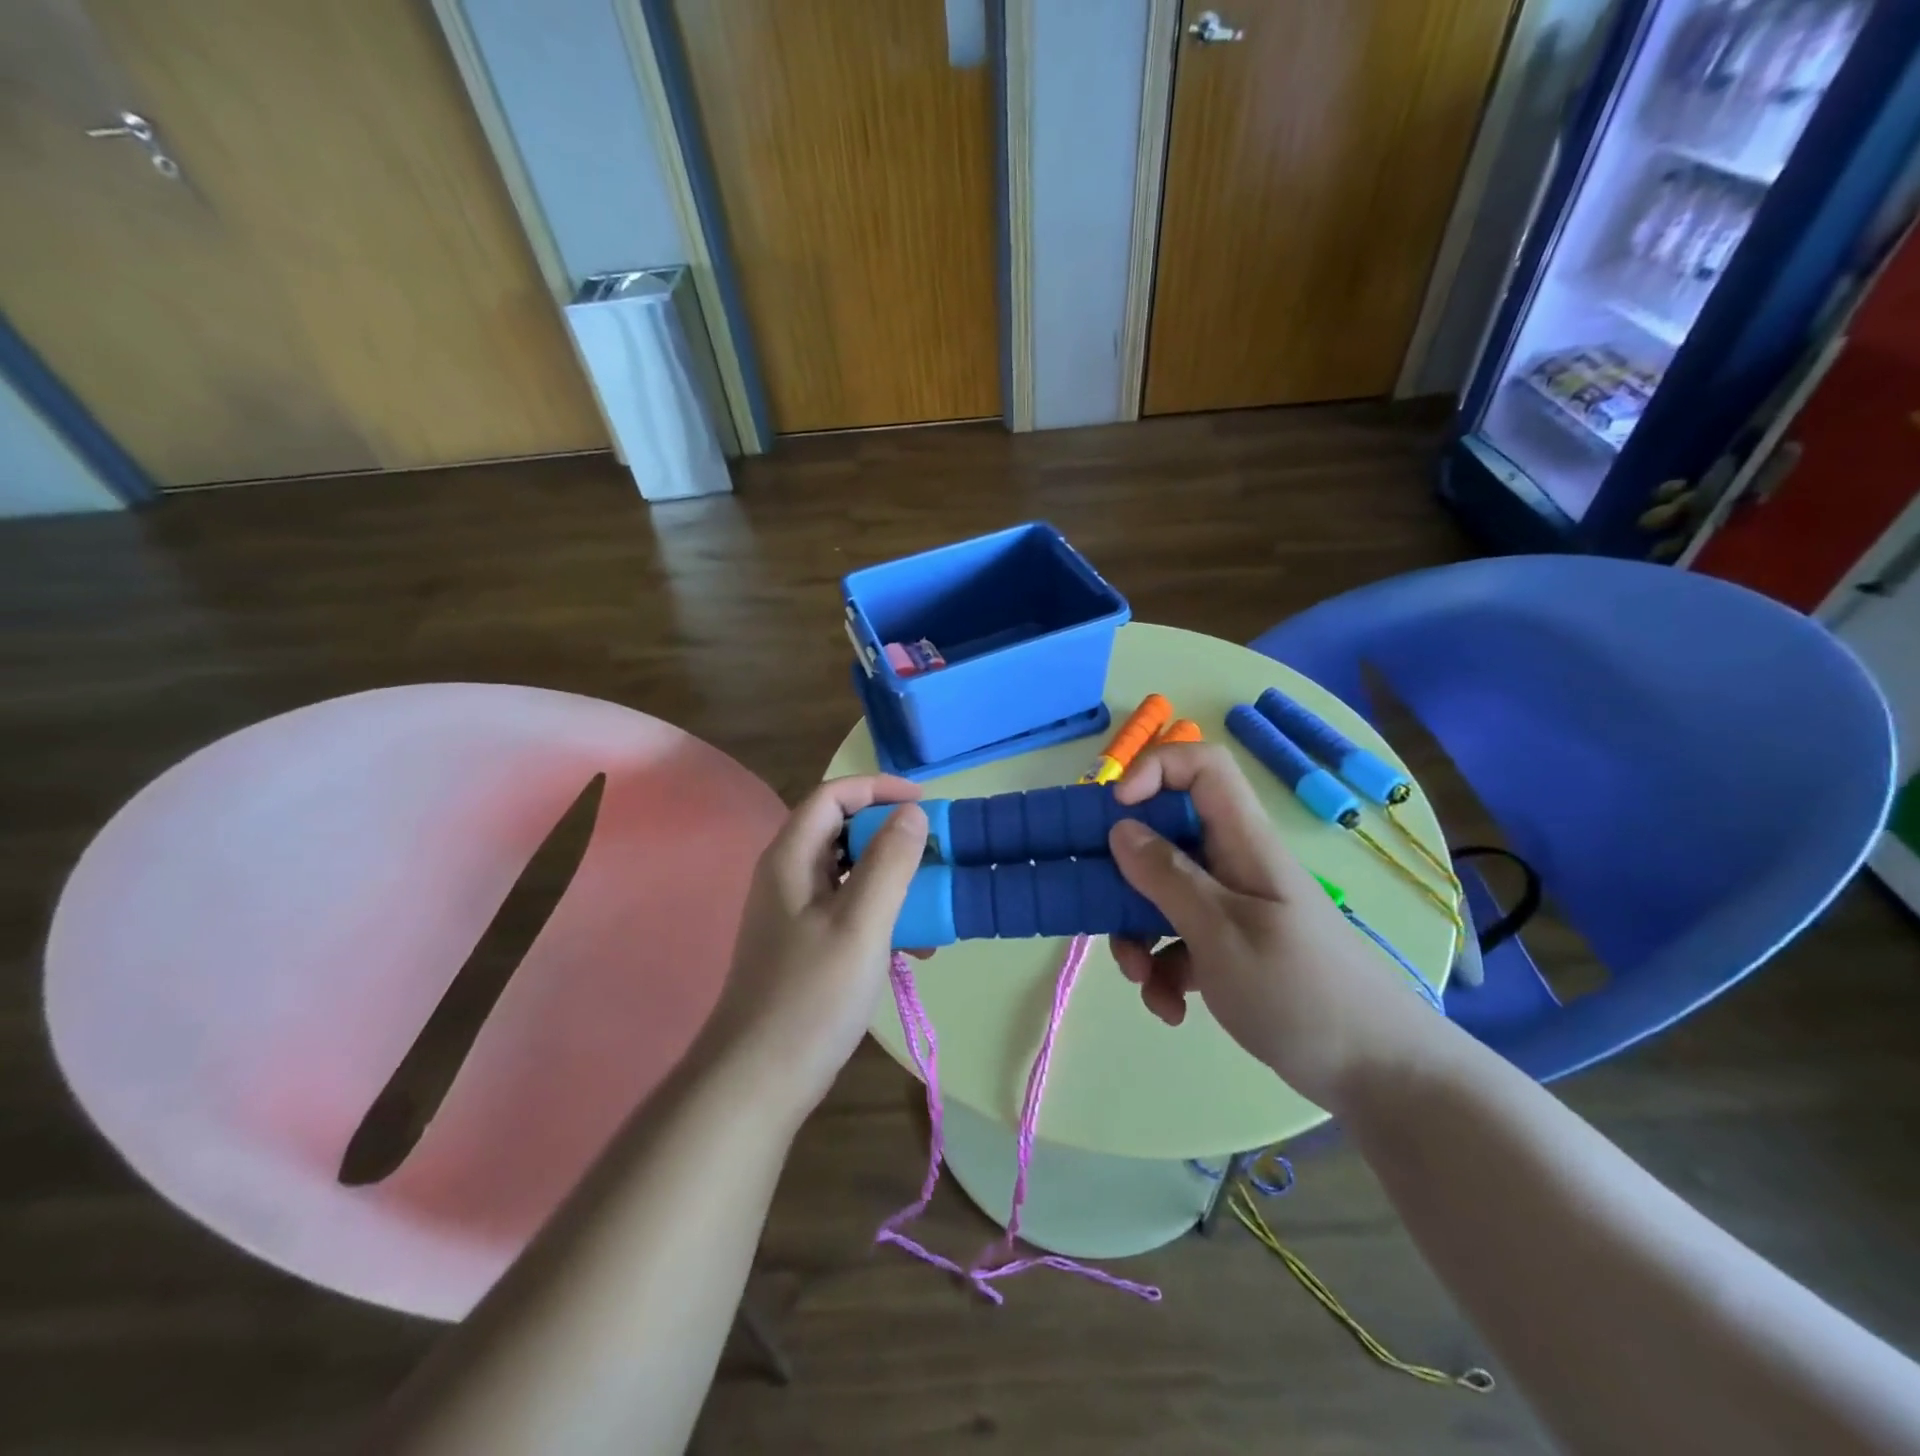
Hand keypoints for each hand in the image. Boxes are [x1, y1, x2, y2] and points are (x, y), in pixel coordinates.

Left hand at [706, 775, 928, 1118]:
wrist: (758, 1080)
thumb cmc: (812, 995)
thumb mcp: (861, 923)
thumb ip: (890, 862)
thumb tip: (912, 813)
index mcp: (791, 858)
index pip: (833, 795)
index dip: (878, 788)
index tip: (925, 803)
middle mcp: (788, 876)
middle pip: (843, 832)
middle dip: (893, 838)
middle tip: (937, 854)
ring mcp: (795, 913)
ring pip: (851, 874)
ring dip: (894, 882)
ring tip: (934, 908)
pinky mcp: (806, 946)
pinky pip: (850, 911)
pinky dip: (884, 916)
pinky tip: (915, 949)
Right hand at [1106, 743, 1437, 1108]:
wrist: (1377, 1073)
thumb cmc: (1300, 991)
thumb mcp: (1221, 931)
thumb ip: (1168, 877)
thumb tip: (1121, 829)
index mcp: (1243, 842)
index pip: (1203, 768)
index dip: (1155, 771)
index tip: (1114, 811)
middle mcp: (1234, 865)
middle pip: (1166, 837)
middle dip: (1126, 877)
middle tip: (1102, 910)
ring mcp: (1233, 908)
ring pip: (1163, 895)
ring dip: (1138, 935)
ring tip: (1142, 983)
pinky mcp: (1230, 949)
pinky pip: (1180, 941)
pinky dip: (1164, 971)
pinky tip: (1170, 1008)